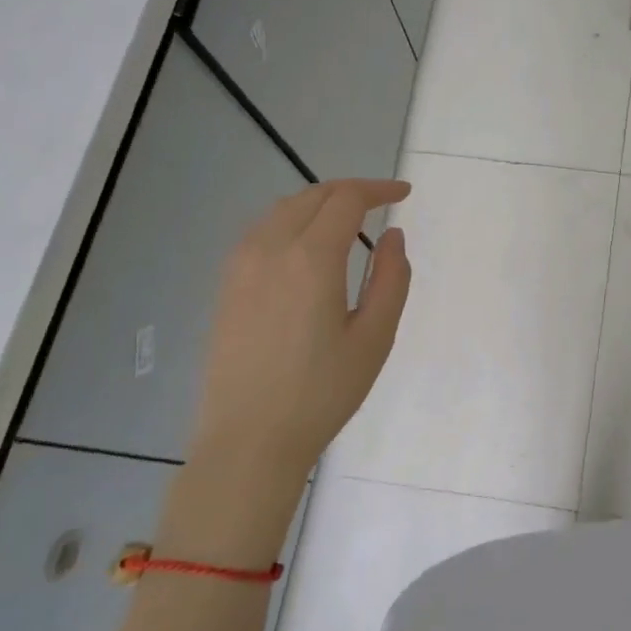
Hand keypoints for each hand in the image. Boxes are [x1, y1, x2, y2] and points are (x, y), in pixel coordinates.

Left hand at [189, 179, 411, 485]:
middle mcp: (270, 249)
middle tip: (380, 202)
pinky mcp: (226, 285)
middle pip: (312, 196)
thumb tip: (393, 236)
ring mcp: (240, 266)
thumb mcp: (375, 337)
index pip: (346, 200)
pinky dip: (291, 221)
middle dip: (350, 191)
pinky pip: (261, 232)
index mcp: (311, 258)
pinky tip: (306, 246)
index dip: (378, 190)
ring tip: (347, 219)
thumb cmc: (322, 392)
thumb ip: (391, 278)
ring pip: (282, 210)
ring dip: (318, 203)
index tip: (403, 194)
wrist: (249, 440)